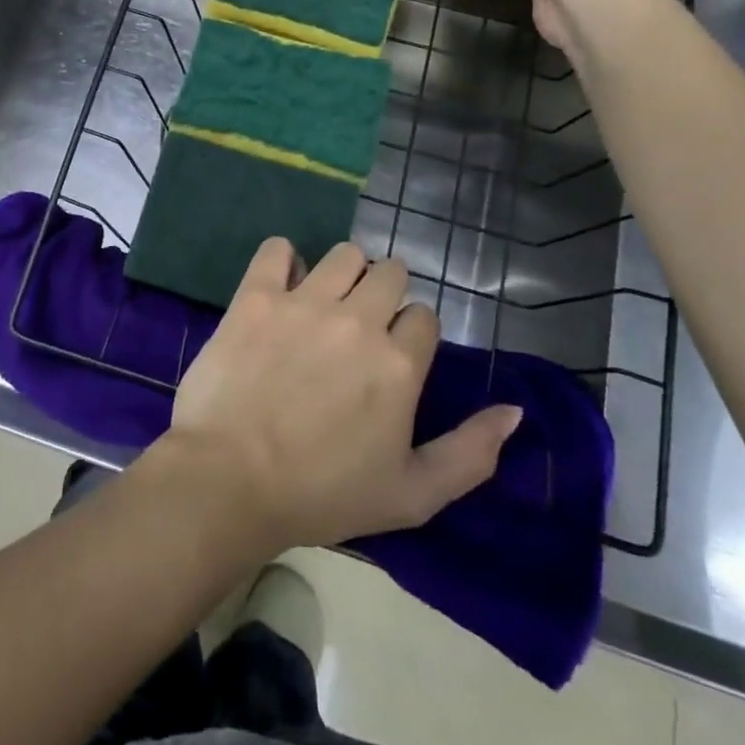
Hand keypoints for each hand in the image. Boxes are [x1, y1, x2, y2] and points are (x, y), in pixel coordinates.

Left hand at [158, 239, 520, 555]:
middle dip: (384, 293)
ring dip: (343, 272)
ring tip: (325, 303)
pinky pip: (277, 249)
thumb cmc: (322, 495)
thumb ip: (470, 453)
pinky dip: (284, 260)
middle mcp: (358, 320)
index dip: (411, 334)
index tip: (391, 357)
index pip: (424, 316)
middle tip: (360, 325)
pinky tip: (282, 286)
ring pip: (344, 254)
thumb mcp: (412, 496)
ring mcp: (305, 302)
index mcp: (399, 364)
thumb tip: (514, 411)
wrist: (230, 481)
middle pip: (390, 273)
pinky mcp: (257, 295)